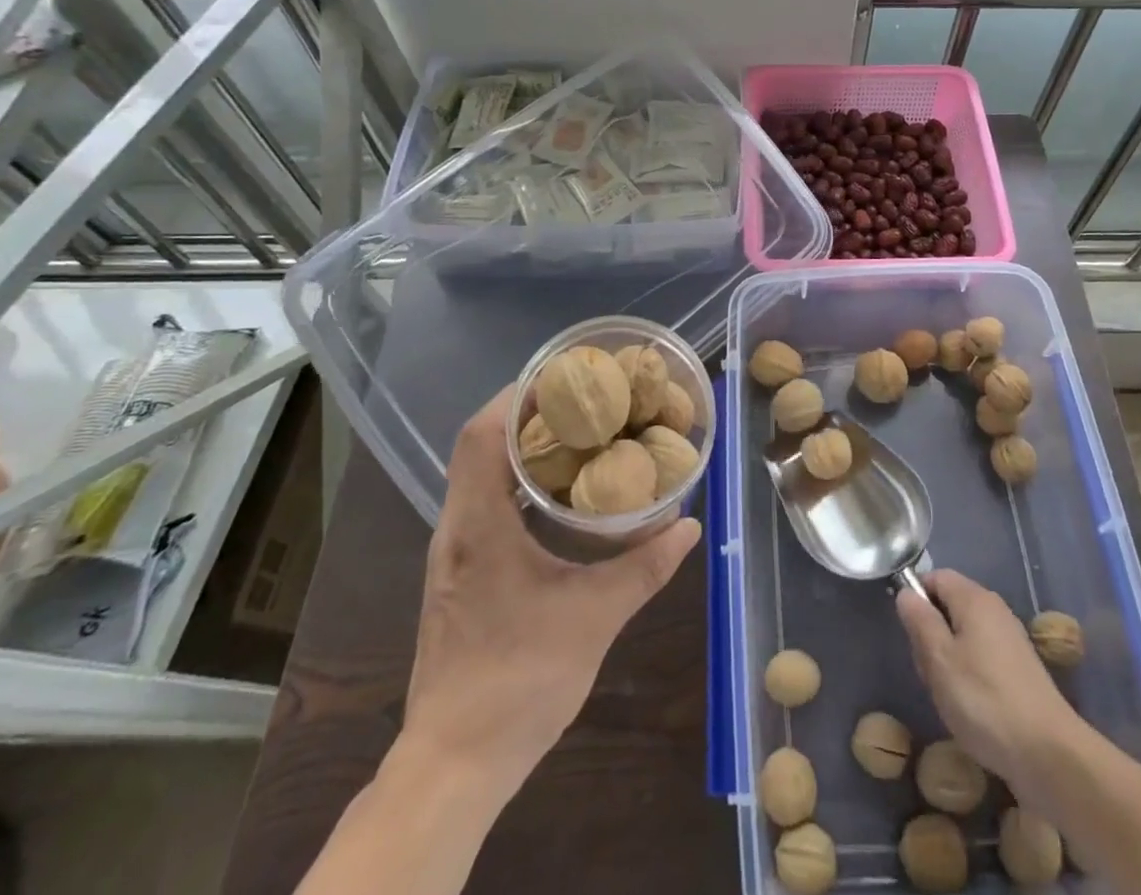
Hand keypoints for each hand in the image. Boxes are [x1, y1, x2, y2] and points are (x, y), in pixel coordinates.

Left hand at [402, 387, 700, 786]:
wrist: (454, 763)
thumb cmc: (519, 680)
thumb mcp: (594, 617)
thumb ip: (643, 567)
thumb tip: (688, 527)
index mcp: (477, 526)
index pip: (480, 435)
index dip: (516, 396)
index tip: (562, 377)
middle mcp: (455, 529)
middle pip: (479, 446)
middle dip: (526, 413)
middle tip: (583, 399)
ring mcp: (452, 553)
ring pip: (478, 475)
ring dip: (520, 446)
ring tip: (577, 433)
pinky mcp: (458, 575)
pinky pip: (483, 504)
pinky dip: (516, 482)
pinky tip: (557, 494)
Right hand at [895, 569, 1076, 786]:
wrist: (1049, 754)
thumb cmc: (984, 701)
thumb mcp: (939, 659)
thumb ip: (920, 620)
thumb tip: (907, 593)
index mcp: (974, 599)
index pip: (935, 576)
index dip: (917, 597)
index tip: (910, 633)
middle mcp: (995, 610)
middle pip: (950, 605)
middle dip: (932, 633)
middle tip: (928, 670)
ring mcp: (1011, 639)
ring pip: (964, 634)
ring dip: (948, 658)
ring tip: (947, 694)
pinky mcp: (1020, 669)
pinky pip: (982, 656)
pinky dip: (969, 674)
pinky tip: (969, 707)